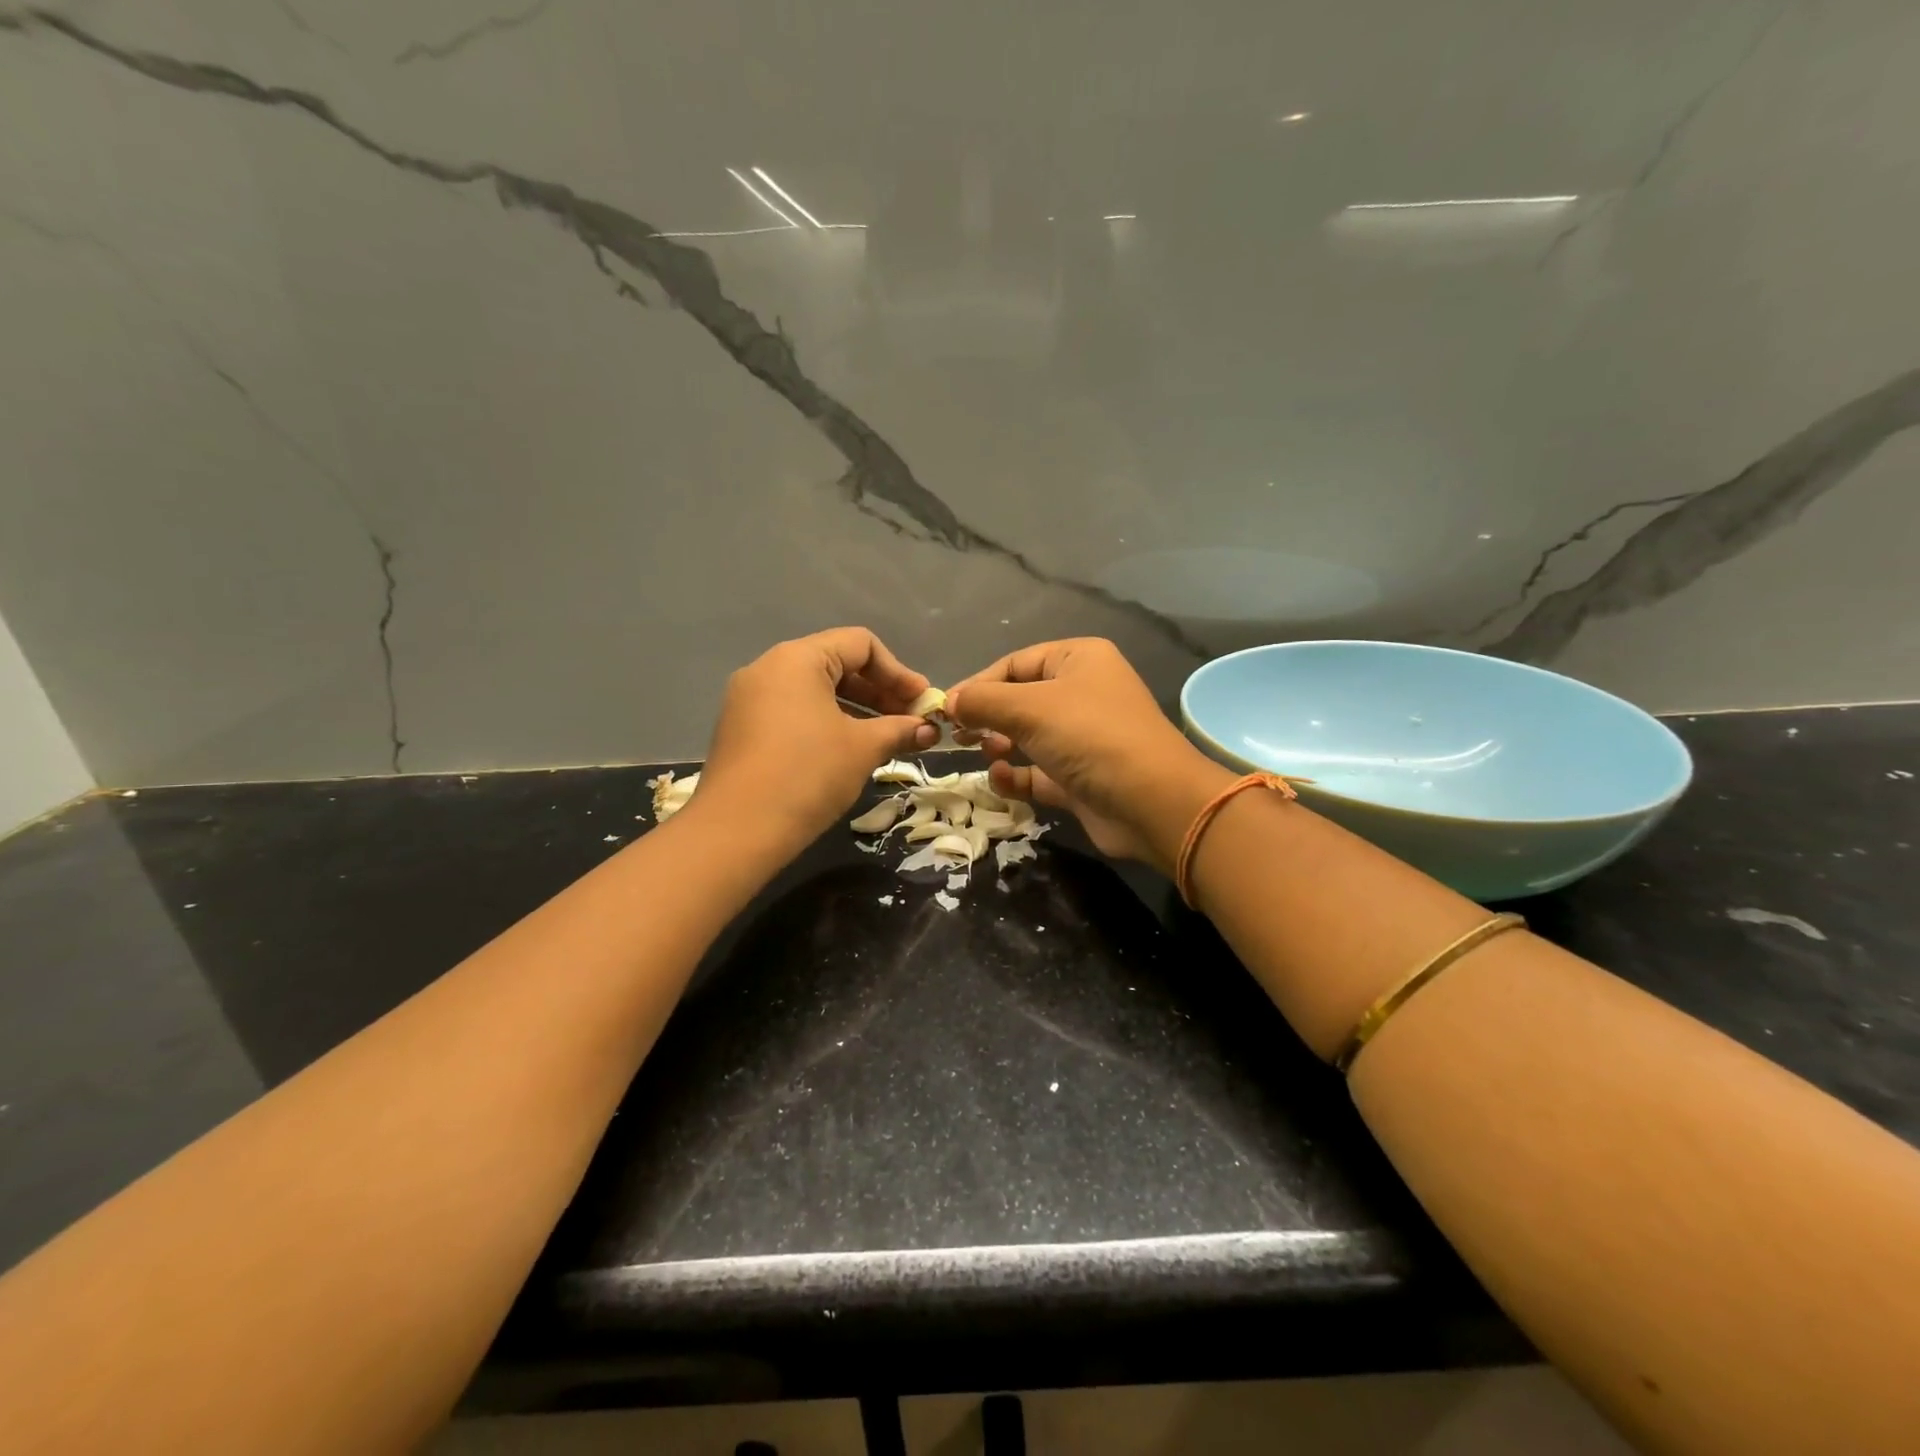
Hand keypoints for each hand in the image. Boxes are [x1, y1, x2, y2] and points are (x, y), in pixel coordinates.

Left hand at [695, 628, 939, 850]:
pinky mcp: (741, 729)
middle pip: (837, 664)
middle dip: (880, 692)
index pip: (860, 645)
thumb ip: (900, 730)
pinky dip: (826, 723)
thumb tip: (929, 730)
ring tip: (886, 739)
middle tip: (911, 722)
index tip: (922, 703)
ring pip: (815, 691)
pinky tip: (848, 751)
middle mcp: (768, 668)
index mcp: (797, 659)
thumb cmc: (808, 775)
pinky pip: (793, 712)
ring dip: (856, 710)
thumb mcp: (863, 748)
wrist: (737, 831)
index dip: (899, 672)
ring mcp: (749, 699)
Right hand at [946, 638, 1232, 870]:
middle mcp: (1083, 693)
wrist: (1152, 803)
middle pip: (1020, 699)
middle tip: (959, 736)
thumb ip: (983, 701)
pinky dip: (1017, 775)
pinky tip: (1001, 779)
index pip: (1016, 663)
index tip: (947, 710)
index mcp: (1079, 660)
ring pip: (1028, 736)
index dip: (978, 684)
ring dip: (1000, 744)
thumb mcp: (1030, 708)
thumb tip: (948, 702)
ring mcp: (1084, 738)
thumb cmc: (1090, 737)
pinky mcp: (1081, 778)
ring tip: (986, 753)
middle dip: (988, 716)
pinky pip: (1038, 771)